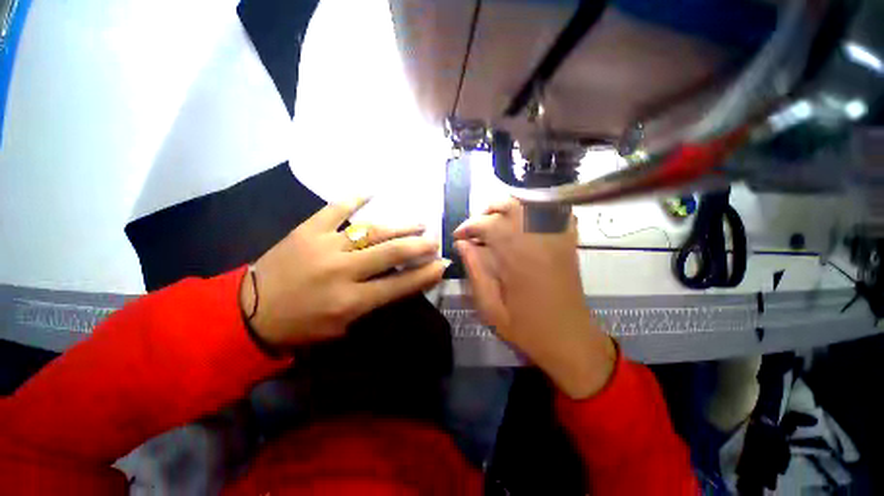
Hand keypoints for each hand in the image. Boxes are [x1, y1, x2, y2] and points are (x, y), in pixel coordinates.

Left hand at [241, 198, 446, 347]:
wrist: (248, 312)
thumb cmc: (300, 326)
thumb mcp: (342, 327)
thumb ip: (373, 304)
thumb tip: (401, 283)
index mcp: (351, 301)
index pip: (400, 284)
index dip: (425, 274)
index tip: (442, 264)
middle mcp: (343, 270)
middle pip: (391, 251)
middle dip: (419, 245)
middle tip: (434, 241)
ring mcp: (325, 246)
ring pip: (372, 230)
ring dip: (399, 226)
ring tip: (418, 222)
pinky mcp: (307, 230)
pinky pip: (335, 209)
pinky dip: (354, 198)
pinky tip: (372, 191)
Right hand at [454, 199, 615, 398]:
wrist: (570, 340)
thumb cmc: (526, 328)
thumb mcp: (490, 307)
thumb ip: (475, 272)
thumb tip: (462, 245)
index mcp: (517, 258)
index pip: (489, 224)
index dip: (469, 226)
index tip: (458, 236)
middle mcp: (538, 241)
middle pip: (512, 206)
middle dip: (488, 211)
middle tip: (476, 227)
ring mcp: (557, 239)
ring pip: (532, 204)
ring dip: (509, 207)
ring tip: (496, 221)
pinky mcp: (568, 243)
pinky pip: (557, 213)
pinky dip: (539, 209)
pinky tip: (526, 220)